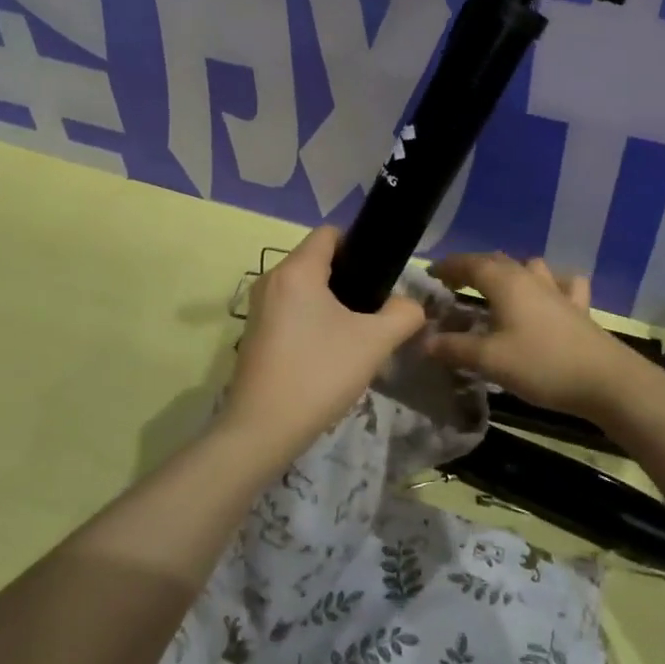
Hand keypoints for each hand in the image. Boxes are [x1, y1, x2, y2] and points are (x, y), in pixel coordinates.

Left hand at [220, 226, 427, 472]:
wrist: (263, 430)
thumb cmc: (319, 374)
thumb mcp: (375, 342)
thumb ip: (403, 314)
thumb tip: (409, 305)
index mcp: (297, 271)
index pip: (329, 233)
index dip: (359, 245)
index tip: (380, 274)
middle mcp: (271, 280)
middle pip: (317, 260)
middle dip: (349, 277)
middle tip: (375, 307)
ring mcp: (258, 308)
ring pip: (304, 287)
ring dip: (331, 301)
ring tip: (356, 331)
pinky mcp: (254, 333)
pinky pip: (290, 309)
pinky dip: (312, 319)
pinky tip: (329, 351)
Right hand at [424, 252, 637, 422]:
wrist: (606, 381)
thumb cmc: (542, 365)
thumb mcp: (490, 360)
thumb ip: (454, 348)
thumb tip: (425, 340)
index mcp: (506, 283)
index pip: (470, 263)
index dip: (448, 266)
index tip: (430, 274)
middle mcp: (530, 278)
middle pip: (497, 262)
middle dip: (473, 269)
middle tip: (454, 284)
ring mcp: (558, 291)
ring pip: (529, 268)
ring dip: (510, 272)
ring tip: (498, 289)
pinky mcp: (579, 308)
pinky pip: (562, 285)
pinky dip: (550, 285)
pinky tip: (550, 297)